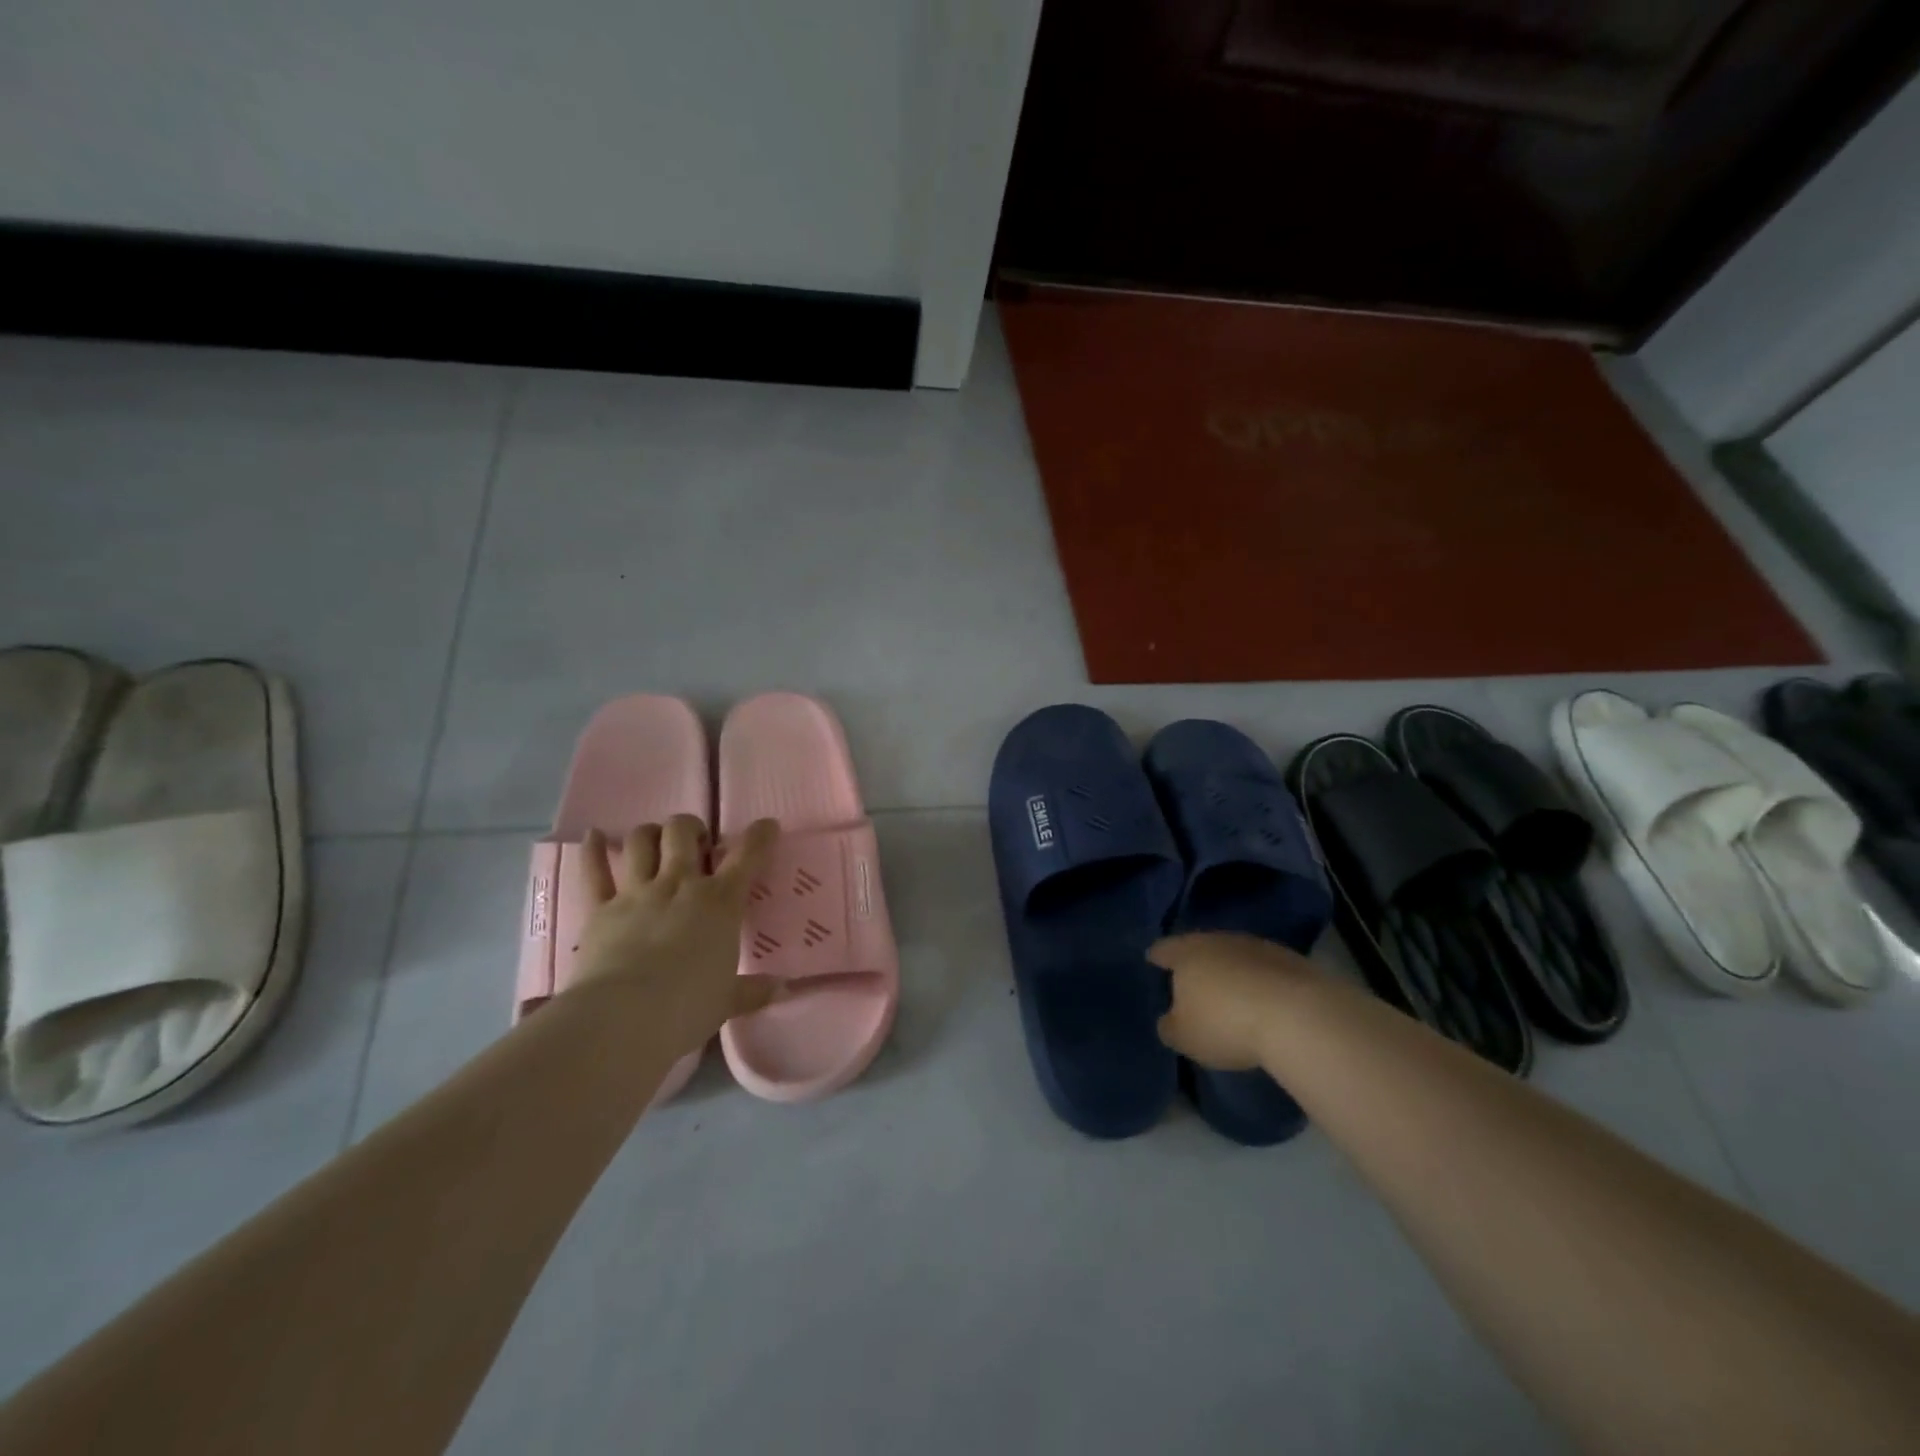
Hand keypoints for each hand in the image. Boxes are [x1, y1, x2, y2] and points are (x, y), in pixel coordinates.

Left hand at [568, 814, 782, 1056]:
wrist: (623, 1018)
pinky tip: (593, 835)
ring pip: (642, 841)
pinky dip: (593, 850)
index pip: (747, 857)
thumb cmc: (687, 1007)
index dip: (760, 836)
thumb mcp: (727, 1000)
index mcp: (720, 903)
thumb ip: (753, 990)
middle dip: (691, 828)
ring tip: (656, 842)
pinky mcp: (599, 909)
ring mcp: (637, 893)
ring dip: (651, 833)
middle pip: (683, 832)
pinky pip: (593, 871)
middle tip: (696, 845)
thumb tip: (781, 989)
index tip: (767, 826)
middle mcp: (679, 885)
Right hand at [1148, 932, 1314, 1070]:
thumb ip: (1170, 1026)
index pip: (1163, 949)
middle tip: (1193, 982)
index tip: (1154, 961)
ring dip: (1232, 971)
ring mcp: (1256, 946)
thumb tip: (1169, 1020)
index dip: (1157, 956)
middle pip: (1200, 947)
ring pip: (1234, 955)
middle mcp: (1218, 940)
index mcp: (1186, 953)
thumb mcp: (1184, 1037)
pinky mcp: (1290, 959)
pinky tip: (1264, 1002)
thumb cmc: (1226, 1024)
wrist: (1298, 1015)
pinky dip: (1259, 981)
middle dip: (1197, 963)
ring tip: (1232, 994)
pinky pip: (1264, 969)